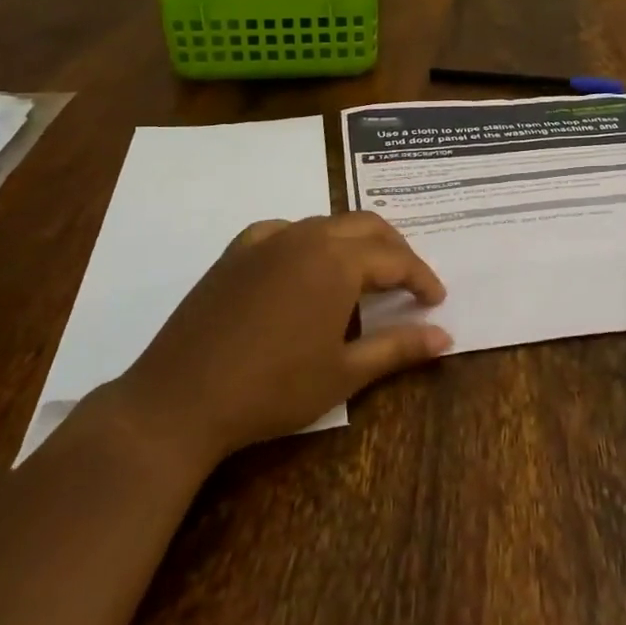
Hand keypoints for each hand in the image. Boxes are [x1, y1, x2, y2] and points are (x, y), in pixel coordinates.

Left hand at [107, 212, 450, 463]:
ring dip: (355, 243)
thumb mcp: (344, 373)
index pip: (396, 259)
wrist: (180, 399)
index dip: (421, 278)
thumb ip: (399, 348)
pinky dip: (311, 242)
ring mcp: (266, 240)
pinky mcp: (236, 252)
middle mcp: (306, 237)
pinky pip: (286, 231)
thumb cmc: (273, 390)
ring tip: (366, 277)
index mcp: (338, 261)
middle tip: (409, 282)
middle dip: (395, 250)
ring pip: (327, 224)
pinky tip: (306, 269)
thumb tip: (446, 336)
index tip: (436, 301)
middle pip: (366, 226)